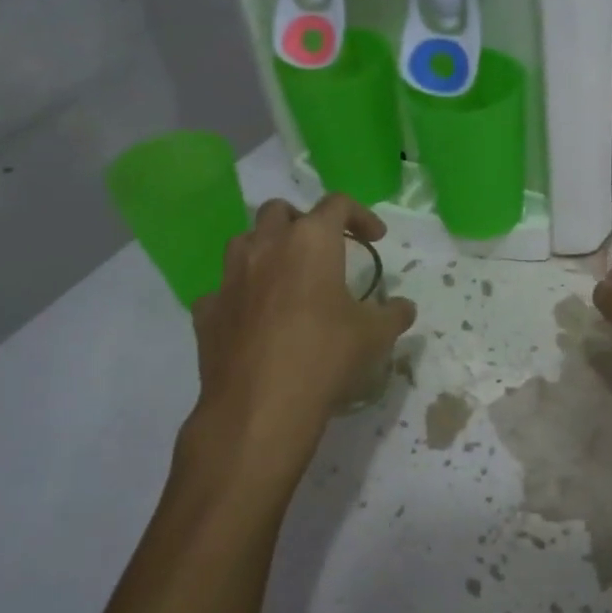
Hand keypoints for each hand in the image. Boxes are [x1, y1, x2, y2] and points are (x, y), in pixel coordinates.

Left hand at [189, 193, 415, 457]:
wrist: (260, 407)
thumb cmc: (326, 356)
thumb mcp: (375, 335)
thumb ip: (393, 314)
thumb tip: (404, 307)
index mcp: (311, 241)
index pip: (337, 205)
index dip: (360, 215)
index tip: (375, 239)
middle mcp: (266, 246)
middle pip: (280, 210)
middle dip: (303, 222)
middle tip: (323, 249)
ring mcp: (230, 277)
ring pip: (244, 242)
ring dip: (267, 249)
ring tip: (286, 276)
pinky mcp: (207, 310)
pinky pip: (224, 289)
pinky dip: (242, 294)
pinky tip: (255, 318)